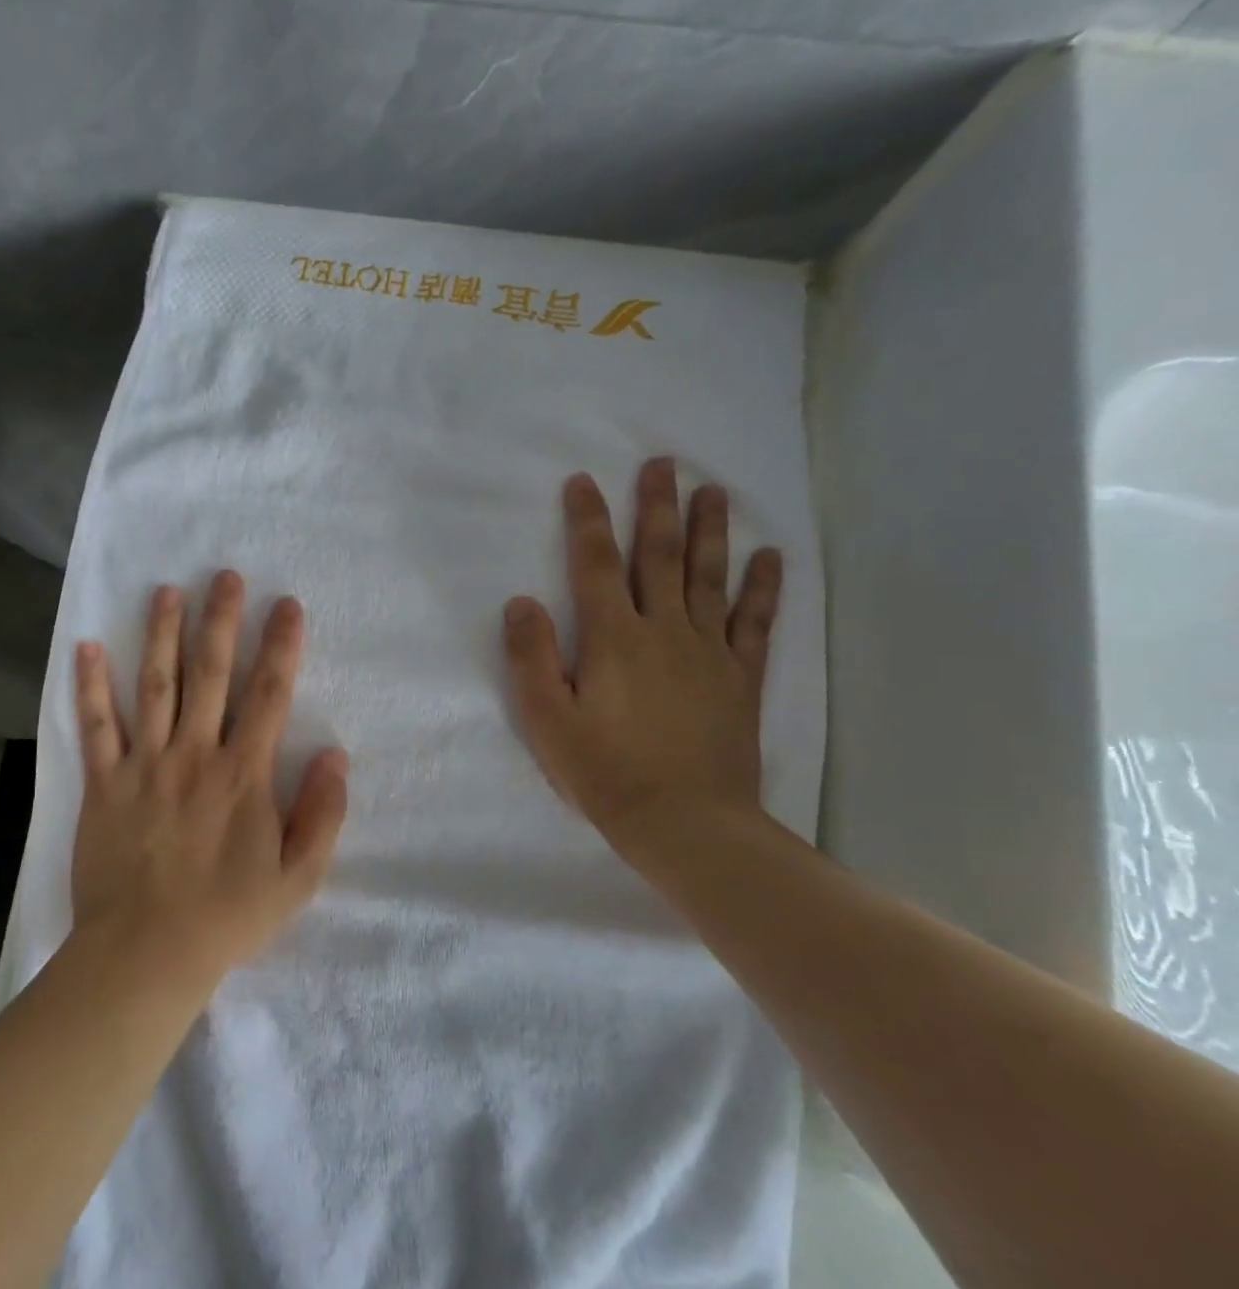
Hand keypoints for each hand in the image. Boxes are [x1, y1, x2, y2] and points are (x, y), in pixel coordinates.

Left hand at [70, 571, 349, 994]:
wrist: (146, 954)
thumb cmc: (227, 916)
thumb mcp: (297, 879)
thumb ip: (322, 815)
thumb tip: (335, 755)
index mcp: (243, 775)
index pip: (269, 696)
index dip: (281, 646)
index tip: (287, 605)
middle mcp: (194, 755)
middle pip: (211, 675)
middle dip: (221, 621)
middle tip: (225, 576)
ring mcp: (145, 765)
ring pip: (155, 686)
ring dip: (161, 634)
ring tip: (167, 591)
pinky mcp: (104, 783)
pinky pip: (96, 727)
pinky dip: (90, 686)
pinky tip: (88, 647)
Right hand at [502, 458, 781, 867]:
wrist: (688, 824)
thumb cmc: (606, 774)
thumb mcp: (548, 722)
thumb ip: (531, 658)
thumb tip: (521, 601)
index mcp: (613, 639)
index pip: (595, 565)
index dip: (587, 520)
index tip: (584, 481)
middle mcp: (664, 631)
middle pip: (658, 557)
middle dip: (656, 507)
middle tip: (663, 464)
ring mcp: (708, 652)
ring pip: (708, 577)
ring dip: (709, 531)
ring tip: (714, 490)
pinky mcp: (740, 677)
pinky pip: (754, 622)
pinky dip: (762, 587)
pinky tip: (768, 557)